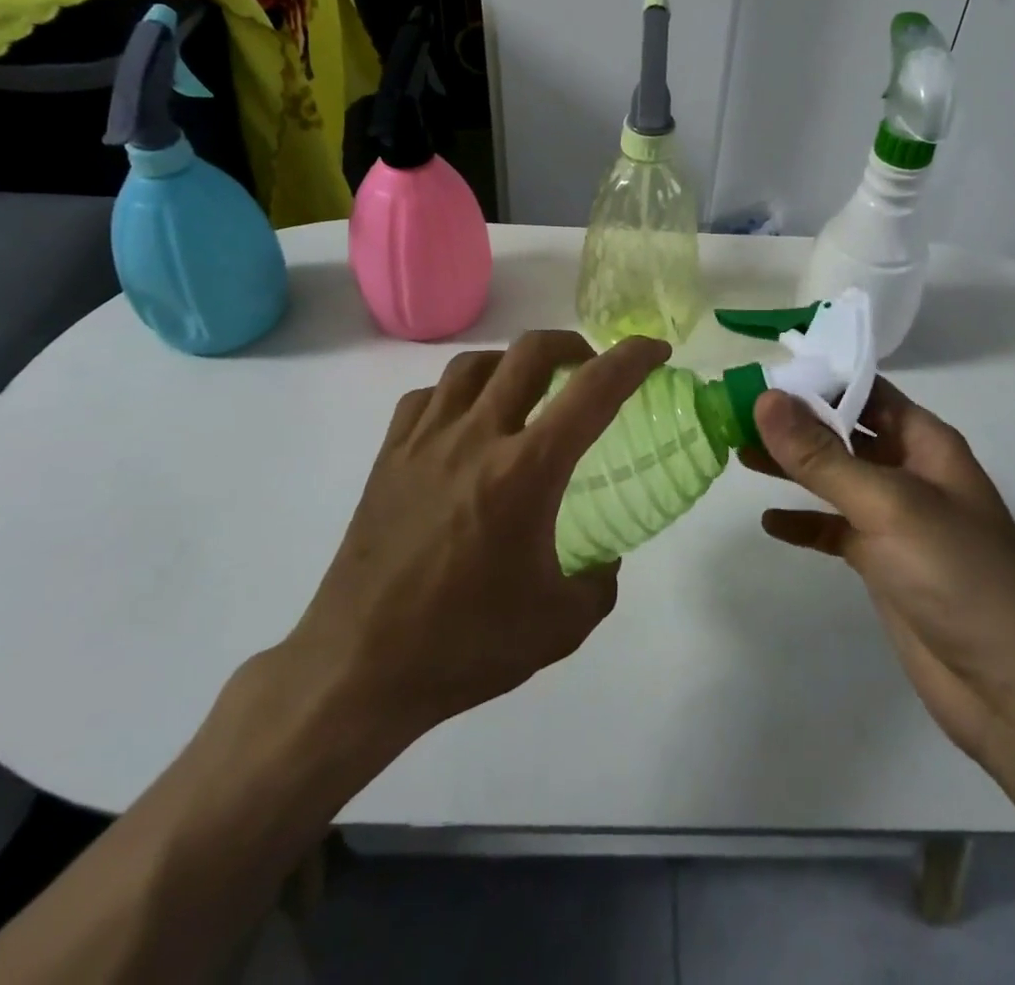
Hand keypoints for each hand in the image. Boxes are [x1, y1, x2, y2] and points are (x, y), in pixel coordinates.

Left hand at [277, 331, 669, 740]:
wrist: (359, 668)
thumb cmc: (465, 645)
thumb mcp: (560, 625)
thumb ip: (599, 581)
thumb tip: (603, 557)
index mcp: (525, 471)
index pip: (593, 391)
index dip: (632, 359)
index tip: (655, 350)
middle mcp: (476, 437)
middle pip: (529, 353)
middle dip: (571, 345)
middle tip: (588, 368)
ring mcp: (425, 441)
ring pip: (474, 364)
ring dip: (512, 363)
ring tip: (526, 390)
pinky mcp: (389, 456)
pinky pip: (428, 397)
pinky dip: (458, 393)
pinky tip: (464, 423)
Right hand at [750, 380, 1014, 758]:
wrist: (1012, 687)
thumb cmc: (958, 574)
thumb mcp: (887, 504)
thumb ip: (822, 455)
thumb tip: (765, 398)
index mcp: (924, 442)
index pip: (864, 390)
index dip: (816, 378)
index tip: (759, 373)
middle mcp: (908, 471)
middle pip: (843, 431)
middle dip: (794, 421)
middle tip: (735, 411)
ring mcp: (894, 519)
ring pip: (833, 478)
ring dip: (790, 466)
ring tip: (737, 452)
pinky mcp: (881, 563)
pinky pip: (833, 530)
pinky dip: (803, 522)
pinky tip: (770, 522)